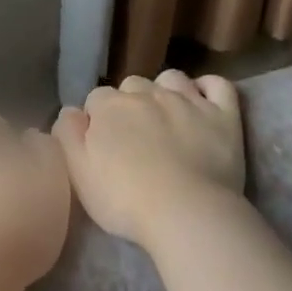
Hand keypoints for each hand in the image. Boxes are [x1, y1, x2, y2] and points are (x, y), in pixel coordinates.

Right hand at [53, 70, 244, 245]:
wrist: (186, 212)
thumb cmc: (124, 200)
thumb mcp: (78, 174)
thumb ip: (68, 137)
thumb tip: (70, 112)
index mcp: (110, 107)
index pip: (96, 99)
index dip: (98, 120)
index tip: (103, 145)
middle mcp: (148, 93)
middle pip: (132, 85)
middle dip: (130, 104)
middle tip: (135, 137)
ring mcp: (189, 100)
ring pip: (171, 78)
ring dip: (165, 91)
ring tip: (166, 118)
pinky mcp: (224, 114)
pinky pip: (217, 84)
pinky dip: (208, 88)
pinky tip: (203, 102)